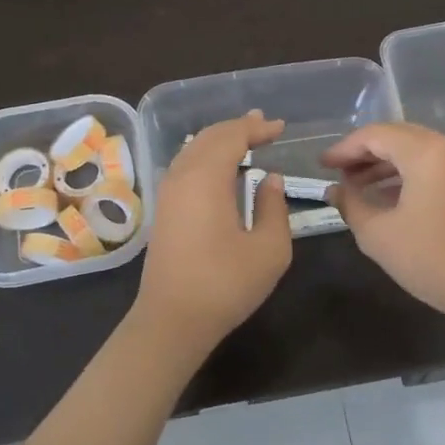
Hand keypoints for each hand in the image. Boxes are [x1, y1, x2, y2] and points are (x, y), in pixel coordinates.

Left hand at [134, 111, 292, 349]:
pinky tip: (220, 165)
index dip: (256, 128)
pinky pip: (185, 165)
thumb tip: (269, 179)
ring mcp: (168, 193)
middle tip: (263, 124)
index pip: (232, 137)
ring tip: (244, 136)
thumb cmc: (225, 284)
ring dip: (220, 139)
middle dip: (237, 127)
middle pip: (209, 137)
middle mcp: (181, 176)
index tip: (280, 127)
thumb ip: (273, 207)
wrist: (172, 320)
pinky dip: (206, 155)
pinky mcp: (164, 210)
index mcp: (206, 179)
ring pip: (193, 149)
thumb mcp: (269, 249)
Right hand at [322, 122, 444, 322]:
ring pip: (415, 150)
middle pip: (397, 136)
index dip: (345, 149)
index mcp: (426, 153)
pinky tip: (384, 196)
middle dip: (364, 152)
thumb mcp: (378, 234)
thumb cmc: (430, 259)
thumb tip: (335, 190)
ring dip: (384, 164)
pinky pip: (431, 165)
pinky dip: (405, 174)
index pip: (376, 136)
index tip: (322, 166)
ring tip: (355, 186)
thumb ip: (351, 204)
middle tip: (337, 172)